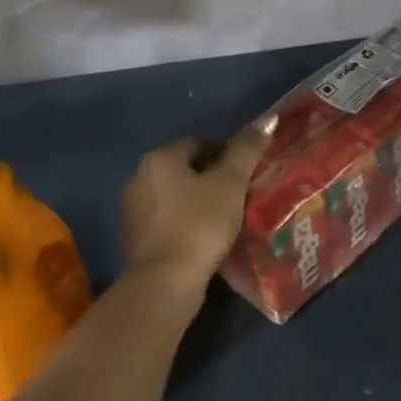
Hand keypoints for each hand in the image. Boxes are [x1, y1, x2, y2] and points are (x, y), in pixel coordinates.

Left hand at [120, 117, 277, 288]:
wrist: (165, 281)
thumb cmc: (200, 224)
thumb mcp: (230, 183)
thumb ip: (247, 150)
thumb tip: (268, 118)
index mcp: (159, 158)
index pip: (199, 144)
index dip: (227, 155)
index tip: (247, 174)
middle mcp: (138, 177)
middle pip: (184, 169)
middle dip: (211, 179)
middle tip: (240, 196)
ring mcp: (132, 209)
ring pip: (174, 196)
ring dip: (197, 202)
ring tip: (226, 219)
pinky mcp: (133, 238)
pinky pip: (166, 221)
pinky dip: (184, 224)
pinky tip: (204, 239)